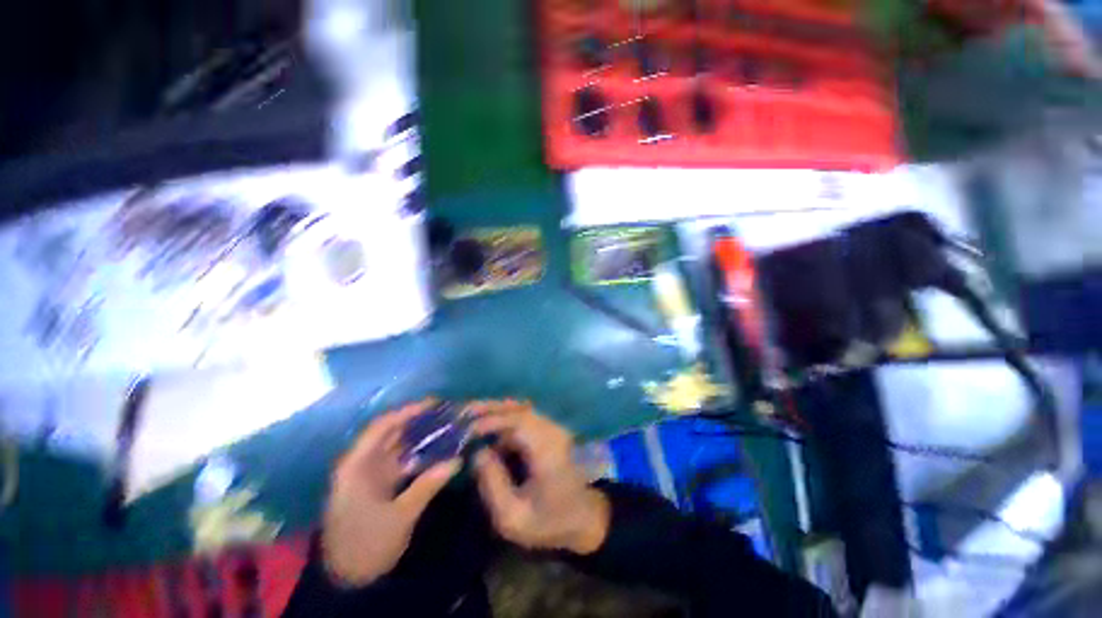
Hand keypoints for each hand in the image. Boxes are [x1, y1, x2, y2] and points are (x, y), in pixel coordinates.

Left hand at [321, 400, 459, 585]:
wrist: (346, 579)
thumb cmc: (366, 545)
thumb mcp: (399, 517)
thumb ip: (427, 486)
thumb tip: (457, 460)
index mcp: (357, 466)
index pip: (382, 427)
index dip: (407, 412)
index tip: (434, 404)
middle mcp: (362, 464)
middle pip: (391, 433)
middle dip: (418, 420)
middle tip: (446, 412)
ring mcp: (371, 474)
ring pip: (398, 446)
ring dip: (420, 437)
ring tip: (446, 427)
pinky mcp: (379, 485)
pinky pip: (401, 461)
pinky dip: (418, 454)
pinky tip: (437, 451)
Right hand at [470, 400, 609, 554]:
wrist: (585, 517)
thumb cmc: (550, 521)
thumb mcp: (514, 517)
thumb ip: (493, 485)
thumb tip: (478, 453)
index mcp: (547, 450)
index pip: (518, 422)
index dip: (492, 420)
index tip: (467, 428)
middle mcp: (552, 431)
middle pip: (520, 409)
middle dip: (491, 408)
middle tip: (464, 410)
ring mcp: (554, 428)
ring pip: (523, 410)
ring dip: (497, 410)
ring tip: (472, 415)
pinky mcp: (551, 431)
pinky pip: (526, 417)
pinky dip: (506, 418)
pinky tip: (490, 428)